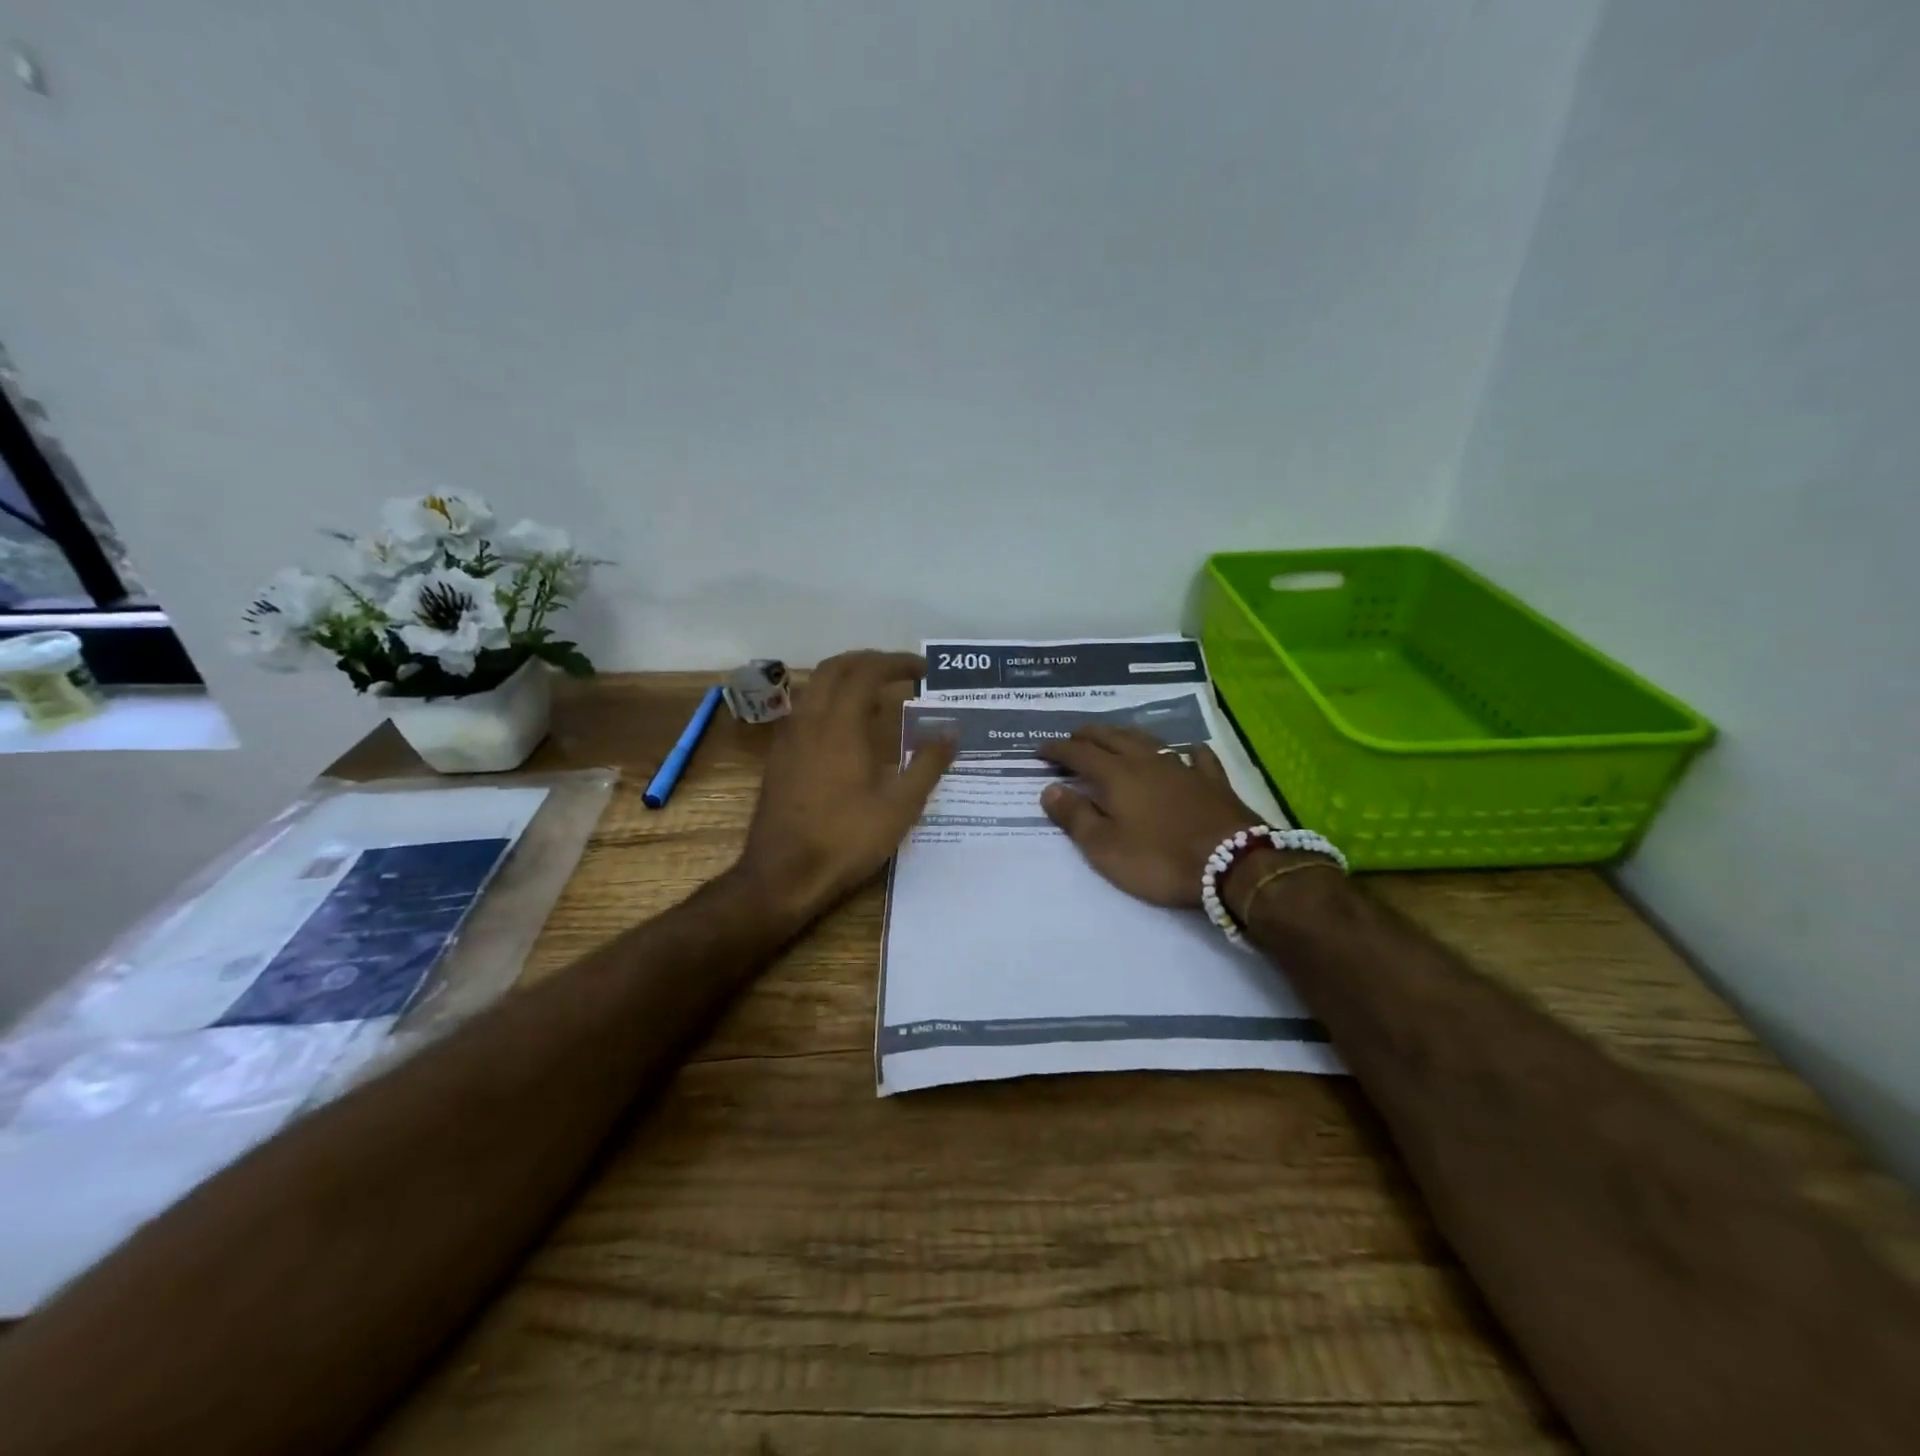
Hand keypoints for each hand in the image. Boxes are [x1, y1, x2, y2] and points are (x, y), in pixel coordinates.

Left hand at [737, 650, 956, 923]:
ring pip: (815, 686)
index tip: (924, 670)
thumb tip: (951, 731)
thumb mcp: (900, 806)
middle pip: (835, 668)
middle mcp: (810, 720)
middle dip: (869, 660)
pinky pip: (805, 709)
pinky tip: (846, 728)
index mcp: (840, 725)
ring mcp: (789, 738)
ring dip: (846, 678)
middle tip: (899, 671)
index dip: (896, 663)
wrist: (782, 876)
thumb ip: (928, 764)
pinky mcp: (779, 757)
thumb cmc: (846, 840)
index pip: (867, 672)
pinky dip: (829, 700)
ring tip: (876, 693)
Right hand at [1036, 726, 1261, 906]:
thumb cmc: (1158, 859)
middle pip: (1112, 737)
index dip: (1057, 749)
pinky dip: (1185, 750)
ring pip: (1148, 740)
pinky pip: (1197, 755)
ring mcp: (1183, 767)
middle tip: (1073, 737)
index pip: (1078, 753)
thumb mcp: (1104, 847)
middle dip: (1088, 734)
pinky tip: (1187, 751)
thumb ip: (1074, 816)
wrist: (1231, 863)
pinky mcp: (1212, 781)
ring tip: (1115, 735)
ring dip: (1126, 734)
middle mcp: (1146, 761)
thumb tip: (1049, 789)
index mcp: (1116, 775)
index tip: (1040, 750)